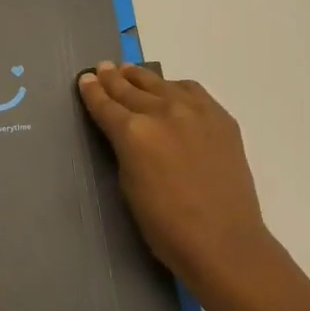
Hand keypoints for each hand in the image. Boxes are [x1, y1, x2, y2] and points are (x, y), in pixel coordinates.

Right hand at [77, 62, 275, 296]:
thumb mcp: (129, 186)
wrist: (224, 242)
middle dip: (113, 79)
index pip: (106, 105)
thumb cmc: (166, 226)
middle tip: (102, 69)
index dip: (93, 92)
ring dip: (141, 78)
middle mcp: (163, 112)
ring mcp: (195, 111)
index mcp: (134, 132)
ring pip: (161, 84)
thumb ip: (124, 149)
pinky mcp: (220, 117)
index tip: (85, 79)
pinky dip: (175, 87)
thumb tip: (123, 131)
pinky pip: (192, 91)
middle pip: (130, 89)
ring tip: (129, 71)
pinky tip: (170, 89)